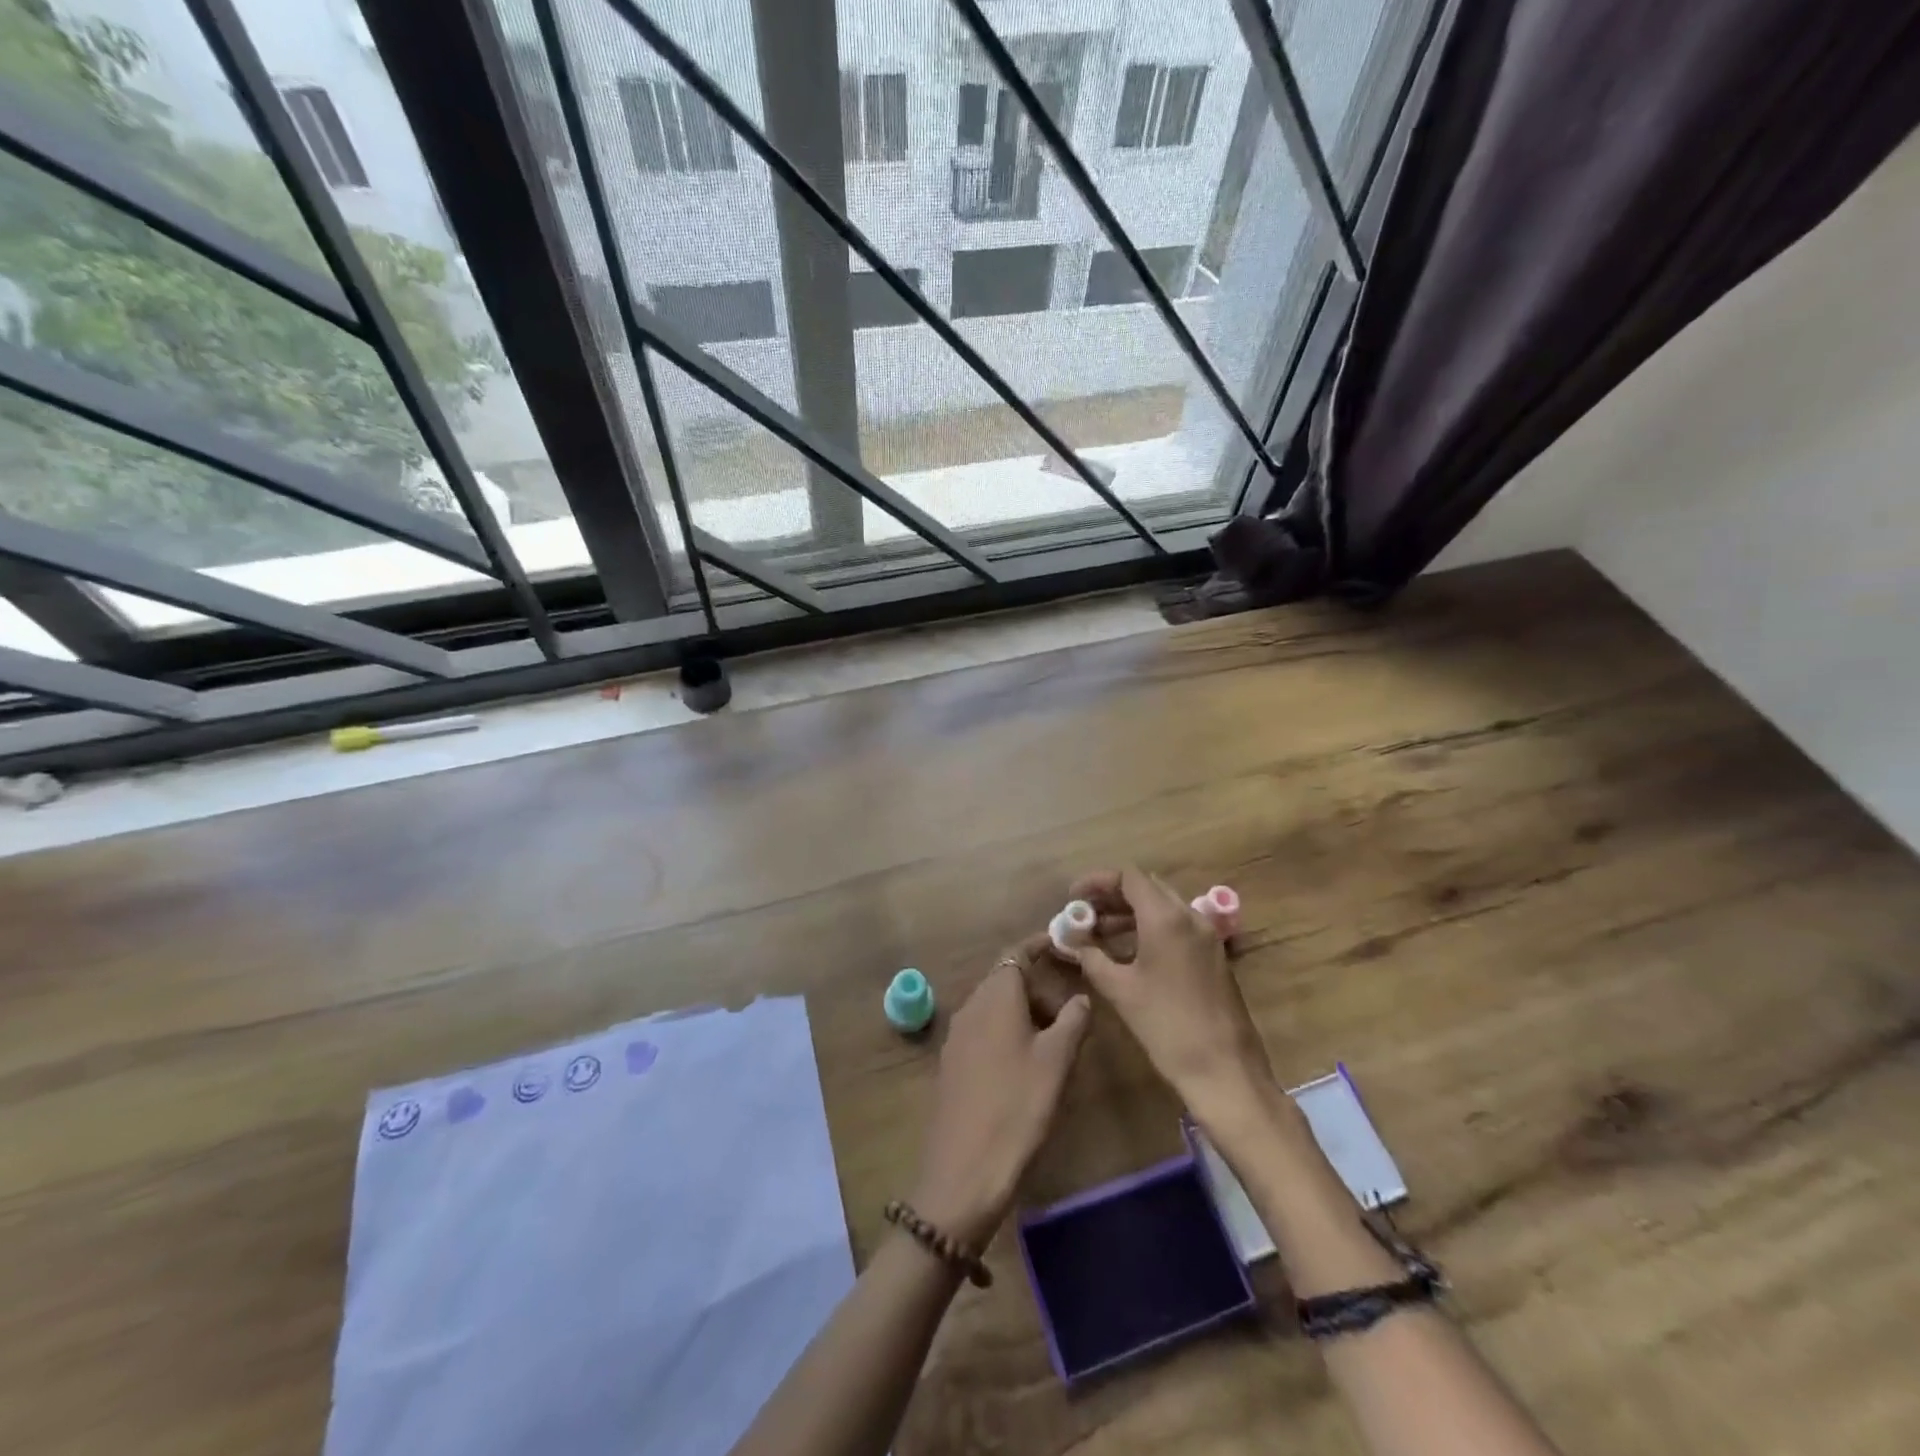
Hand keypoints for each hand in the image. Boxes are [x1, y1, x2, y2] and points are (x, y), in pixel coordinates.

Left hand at [910, 937, 1091, 1249]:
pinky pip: (984, 1029)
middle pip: (1006, 978)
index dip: (1042, 945)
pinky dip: (1007, 1030)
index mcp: (996, 996)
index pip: (1017, 953)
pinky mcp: (952, 1063)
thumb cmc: (1018, 1106)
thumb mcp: (1057, 1061)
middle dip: (1038, 984)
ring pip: (994, 1005)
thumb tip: (1081, 997)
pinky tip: (1026, 1062)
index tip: (1066, 944)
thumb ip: (1074, 1020)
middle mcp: (971, 1006)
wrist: (964, 1171)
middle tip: (1071, 1007)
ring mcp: (957, 1036)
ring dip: (1024, 1010)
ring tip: (1055, 1039)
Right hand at [1072, 867, 1279, 1132]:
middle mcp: (1190, 917)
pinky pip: (1178, 927)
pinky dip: (1151, 929)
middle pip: (1147, 888)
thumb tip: (1071, 942)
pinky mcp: (1214, 956)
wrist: (1225, 1070)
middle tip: (1084, 914)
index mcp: (1166, 918)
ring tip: (1099, 934)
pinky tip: (1130, 953)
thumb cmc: (1167, 1025)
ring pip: (1164, 908)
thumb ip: (1092, 958)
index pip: (1129, 877)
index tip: (1074, 898)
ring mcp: (1207, 936)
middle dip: (1112, 896)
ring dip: (1131, 914)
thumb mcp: (1120, 990)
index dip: (1097, 882)